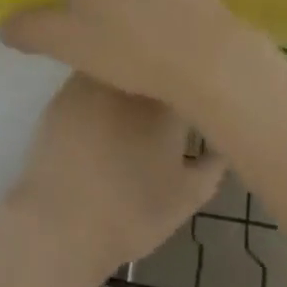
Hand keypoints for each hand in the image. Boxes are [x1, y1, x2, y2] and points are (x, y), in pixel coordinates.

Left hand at [9, 73, 226, 271]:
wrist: (61, 225)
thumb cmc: (132, 213)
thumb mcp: (187, 198)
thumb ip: (213, 165)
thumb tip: (224, 141)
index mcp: (168, 98)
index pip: (188, 72)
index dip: (192, 80)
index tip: (194, 92)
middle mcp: (133, 76)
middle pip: (153, 60)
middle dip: (161, 73)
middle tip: (163, 98)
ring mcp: (96, 78)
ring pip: (120, 62)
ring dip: (129, 74)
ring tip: (131, 101)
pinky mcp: (65, 89)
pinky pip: (91, 75)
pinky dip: (100, 86)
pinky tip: (100, 111)